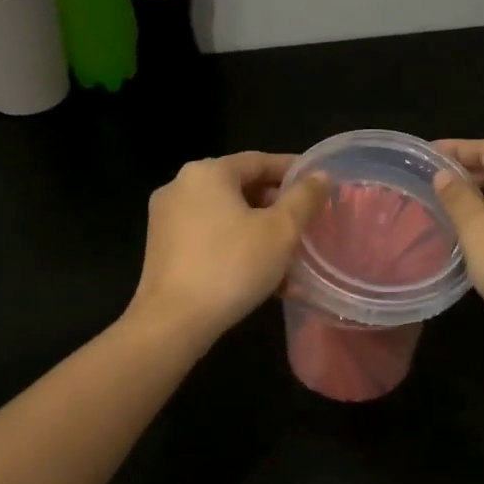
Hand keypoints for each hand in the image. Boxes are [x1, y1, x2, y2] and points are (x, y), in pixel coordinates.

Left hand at [126, 152, 329, 346]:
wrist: (173, 322)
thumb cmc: (232, 266)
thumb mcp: (281, 231)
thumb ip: (304, 198)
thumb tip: (320, 175)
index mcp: (207, 173)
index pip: (259, 161)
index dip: (293, 171)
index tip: (319, 185)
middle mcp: (181, 186)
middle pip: (241, 188)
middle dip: (277, 207)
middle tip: (306, 224)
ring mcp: (167, 219)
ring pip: (227, 217)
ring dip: (260, 233)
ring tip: (290, 257)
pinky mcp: (163, 249)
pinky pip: (210, 238)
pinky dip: (237, 248)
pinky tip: (263, 277)